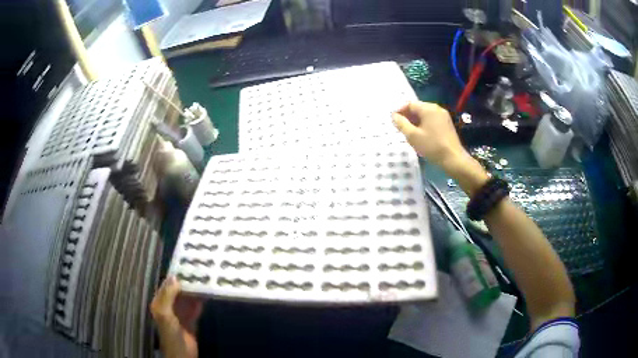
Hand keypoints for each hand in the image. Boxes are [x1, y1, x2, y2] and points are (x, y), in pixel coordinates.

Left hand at [150, 277, 202, 357]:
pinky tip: (206, 294)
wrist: (182, 354)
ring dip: (194, 290)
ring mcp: (181, 313)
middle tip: (198, 270)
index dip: (175, 276)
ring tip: (204, 279)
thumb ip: (168, 295)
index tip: (185, 265)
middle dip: (186, 281)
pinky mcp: (191, 319)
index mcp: (160, 302)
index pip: (166, 285)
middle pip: (178, 290)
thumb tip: (175, 277)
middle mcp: (169, 305)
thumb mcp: (165, 313)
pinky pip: (195, 307)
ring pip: (187, 297)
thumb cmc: (170, 333)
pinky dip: (200, 300)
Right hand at [392, 101, 488, 195]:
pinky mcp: (447, 124)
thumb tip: (394, 116)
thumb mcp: (413, 136)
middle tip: (400, 127)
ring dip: (415, 121)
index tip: (393, 121)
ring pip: (425, 114)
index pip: (410, 104)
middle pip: (418, 108)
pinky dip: (424, 124)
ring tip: (409, 132)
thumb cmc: (432, 146)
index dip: (400, 111)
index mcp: (428, 108)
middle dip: (408, 116)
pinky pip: (432, 120)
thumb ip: (401, 124)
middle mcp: (436, 108)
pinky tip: (420, 135)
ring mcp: (443, 116)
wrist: (453, 159)